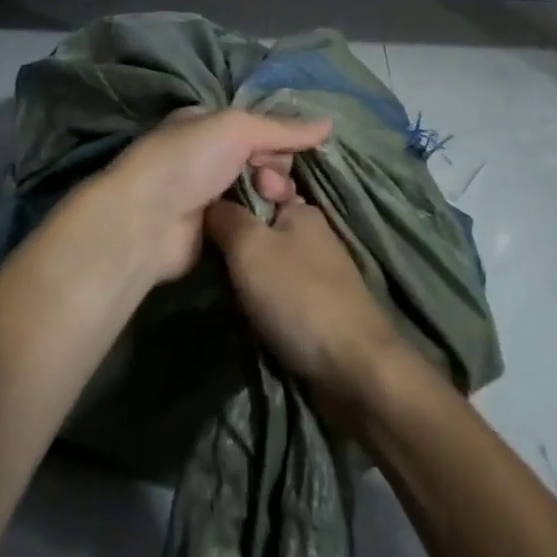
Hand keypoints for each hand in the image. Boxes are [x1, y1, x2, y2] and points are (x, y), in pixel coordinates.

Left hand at [104, 109, 330, 284]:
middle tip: (268, 181)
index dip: (276, 138)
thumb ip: (283, 128)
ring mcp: (209, 193)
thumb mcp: (237, 128)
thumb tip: (328, 123)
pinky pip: (250, 218)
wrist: (147, 220)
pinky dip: (261, 219)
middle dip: (273, 168)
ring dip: (269, 194)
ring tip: (268, 201)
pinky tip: (270, 224)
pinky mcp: (214, 229)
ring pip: (259, 189)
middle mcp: (207, 155)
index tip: (287, 152)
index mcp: (206, 123)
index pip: (257, 125)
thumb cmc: (188, 159)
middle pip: (261, 158)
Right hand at [205, 195, 408, 422]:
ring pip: (268, 261)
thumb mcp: (249, 246)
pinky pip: (279, 292)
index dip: (228, 199)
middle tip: (204, 258)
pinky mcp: (320, 306)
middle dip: (234, 242)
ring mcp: (319, 271)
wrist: (354, 370)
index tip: (201, 217)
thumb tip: (208, 202)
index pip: (256, 186)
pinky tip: (244, 312)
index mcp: (301, 208)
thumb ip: (225, 217)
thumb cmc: (298, 296)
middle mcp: (312, 233)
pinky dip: (262, 301)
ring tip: (218, 288)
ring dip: (245, 276)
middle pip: (260, 226)